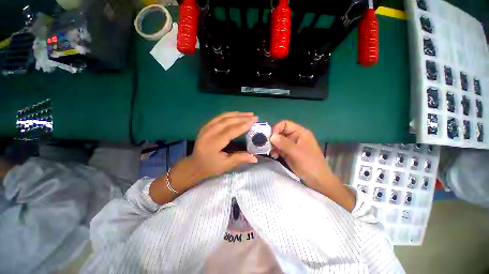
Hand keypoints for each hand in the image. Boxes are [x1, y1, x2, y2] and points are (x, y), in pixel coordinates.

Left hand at [188, 111, 257, 179]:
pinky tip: (236, 114)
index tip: (254, 121)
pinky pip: (218, 117)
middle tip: (254, 117)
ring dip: (237, 114)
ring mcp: (206, 128)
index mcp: (213, 144)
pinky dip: (229, 114)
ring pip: (223, 117)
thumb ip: (240, 158)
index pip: (230, 131)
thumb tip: (255, 158)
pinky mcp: (206, 126)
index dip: (243, 125)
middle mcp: (209, 133)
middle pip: (227, 121)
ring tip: (248, 114)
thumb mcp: (225, 165)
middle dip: (242, 118)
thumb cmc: (210, 167)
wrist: (194, 165)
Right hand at [270, 120, 333, 191]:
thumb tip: (271, 136)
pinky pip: (279, 148)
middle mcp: (295, 136)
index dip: (276, 129)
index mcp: (300, 132)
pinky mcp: (289, 152)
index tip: (270, 138)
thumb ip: (284, 143)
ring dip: (273, 146)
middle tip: (268, 147)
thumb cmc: (310, 164)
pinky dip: (275, 151)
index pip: (285, 124)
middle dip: (273, 139)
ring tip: (272, 153)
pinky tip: (274, 156)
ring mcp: (292, 145)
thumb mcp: (297, 153)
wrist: (317, 181)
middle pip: (280, 132)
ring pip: (278, 141)